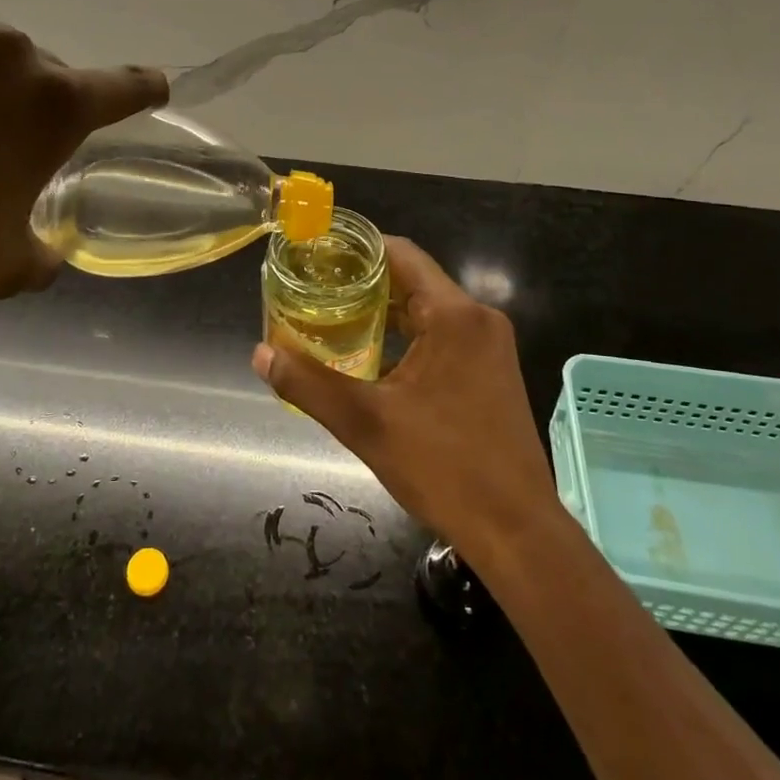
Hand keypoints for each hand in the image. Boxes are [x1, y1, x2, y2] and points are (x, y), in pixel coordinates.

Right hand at [253, 237, 560, 567]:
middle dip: (363, 281)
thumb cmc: (445, 469)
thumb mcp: (366, 424)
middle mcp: (478, 318)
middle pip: (413, 278)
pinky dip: (408, 334)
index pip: (401, 253)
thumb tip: (262, 353)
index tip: (316, 254)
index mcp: (454, 315)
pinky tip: (373, 354)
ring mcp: (490, 345)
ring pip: (428, 308)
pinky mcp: (492, 370)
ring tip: (333, 317)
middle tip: (314, 289)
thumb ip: (309, 384)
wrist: (518, 531)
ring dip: (384, 310)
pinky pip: (443, 333)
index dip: (357, 248)